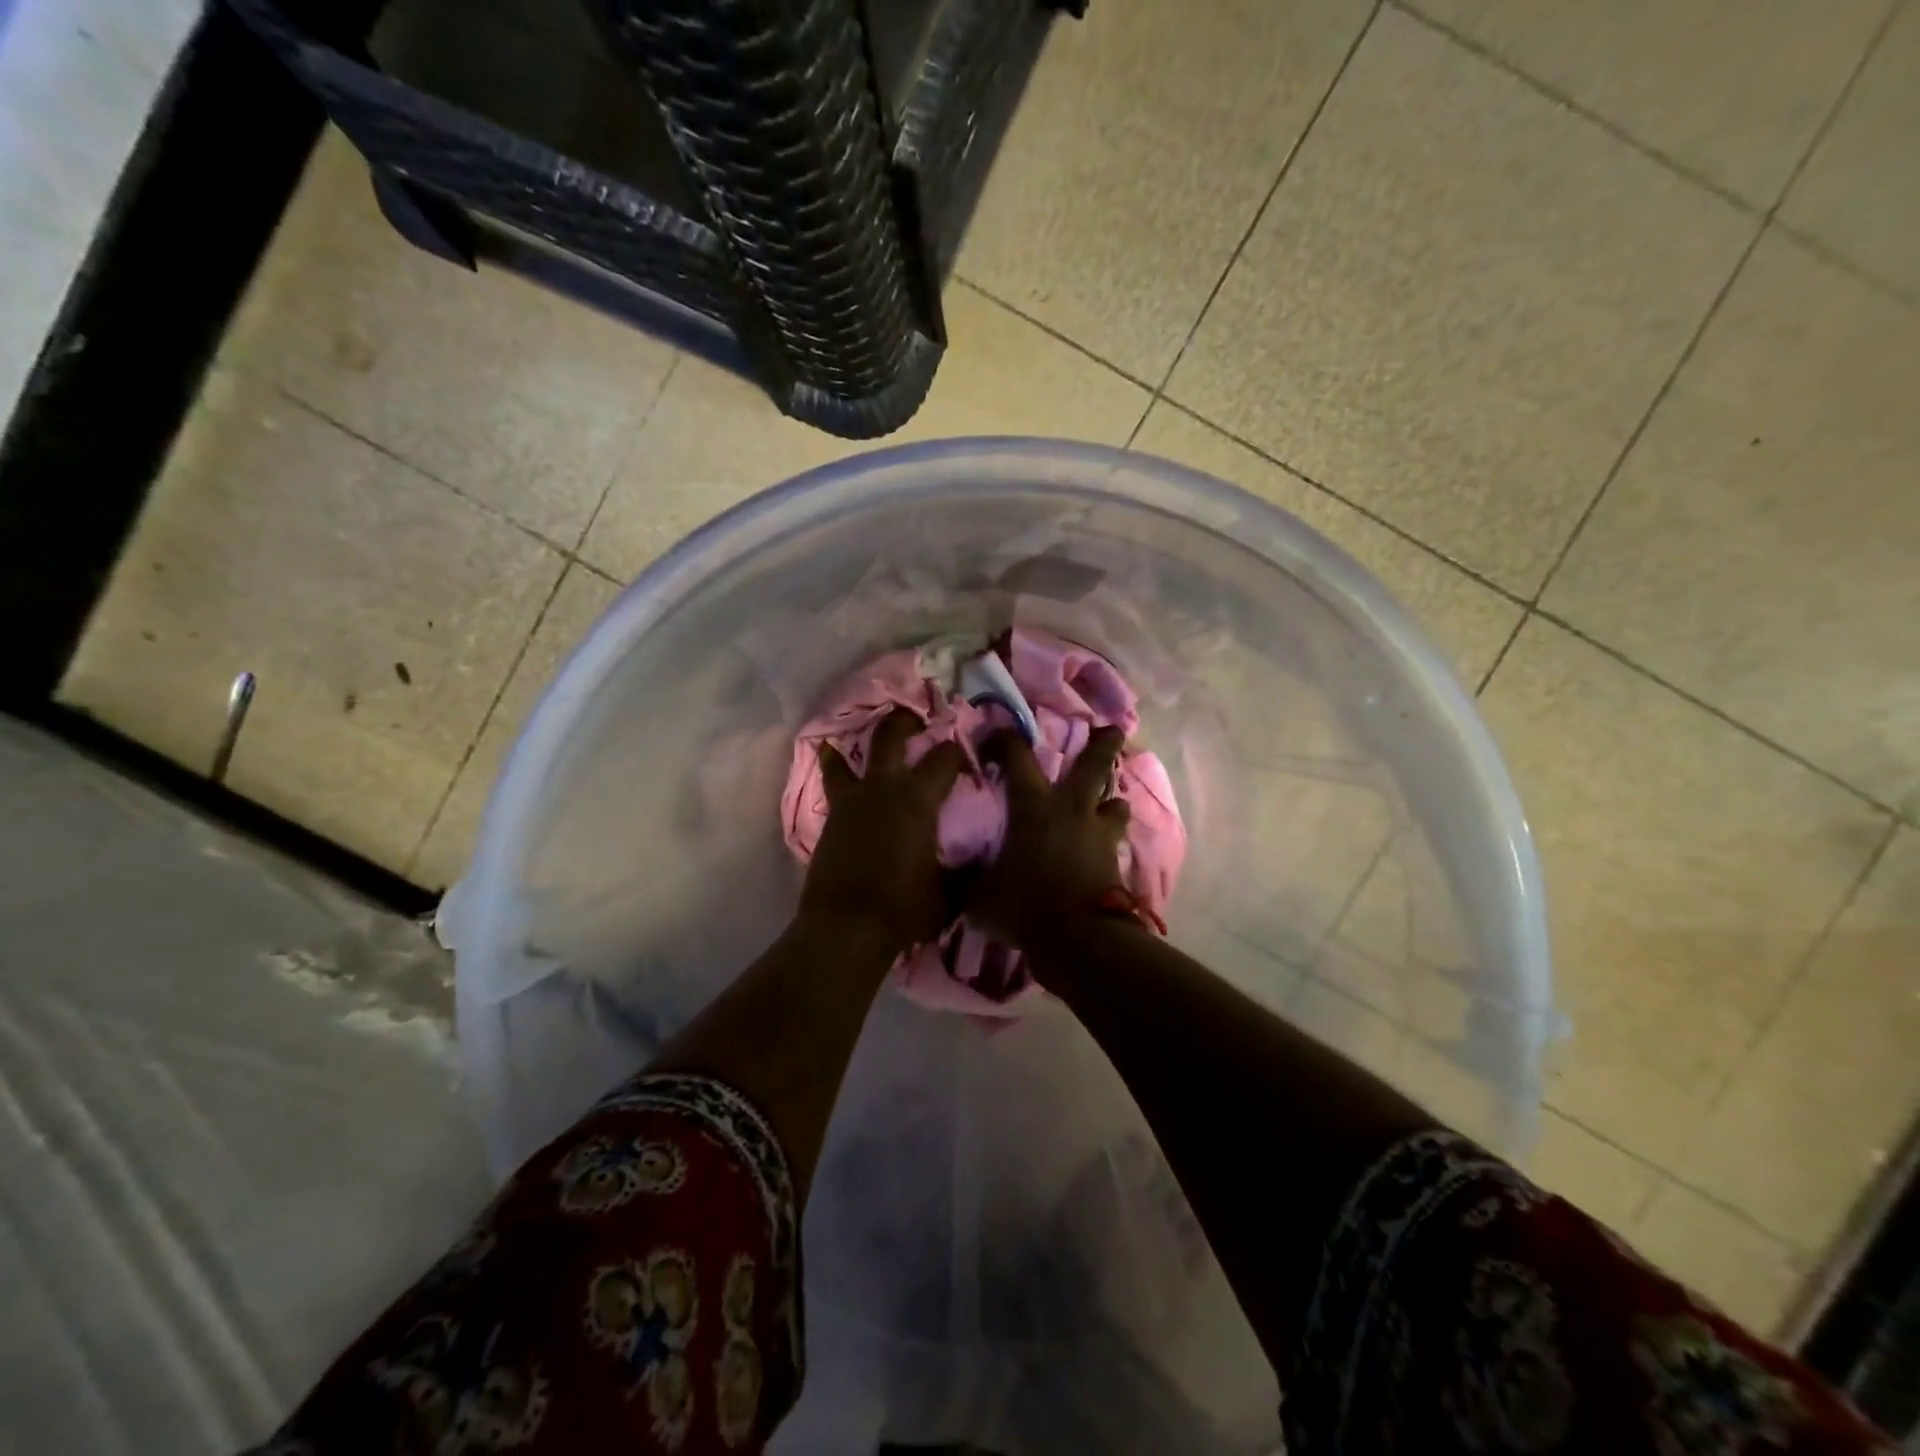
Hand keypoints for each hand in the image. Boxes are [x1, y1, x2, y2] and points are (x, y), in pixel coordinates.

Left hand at [799, 707, 967, 954]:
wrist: (846, 928)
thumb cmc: (904, 910)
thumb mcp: (950, 892)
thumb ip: (966, 868)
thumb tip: (981, 857)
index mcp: (918, 800)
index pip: (944, 758)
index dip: (958, 752)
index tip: (967, 759)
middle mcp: (883, 788)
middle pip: (891, 735)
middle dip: (906, 720)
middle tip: (918, 717)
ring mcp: (852, 800)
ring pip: (852, 754)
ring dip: (864, 740)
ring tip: (874, 734)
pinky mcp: (831, 816)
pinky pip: (833, 780)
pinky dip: (835, 765)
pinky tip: (832, 755)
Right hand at [962, 726, 1130, 957]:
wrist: (1080, 938)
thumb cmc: (1025, 905)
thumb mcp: (979, 896)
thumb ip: (967, 880)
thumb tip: (952, 875)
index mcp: (1033, 805)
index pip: (1016, 755)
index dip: (1004, 739)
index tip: (995, 738)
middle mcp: (1070, 808)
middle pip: (1094, 764)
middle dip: (1102, 744)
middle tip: (1110, 729)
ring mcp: (1099, 833)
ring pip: (1114, 801)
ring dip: (1110, 798)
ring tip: (1107, 802)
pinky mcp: (1116, 859)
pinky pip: (1115, 839)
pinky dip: (1110, 838)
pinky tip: (1103, 847)